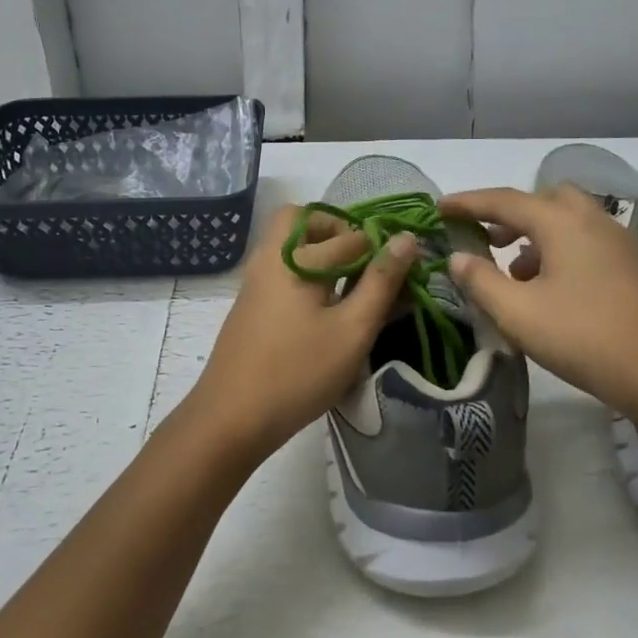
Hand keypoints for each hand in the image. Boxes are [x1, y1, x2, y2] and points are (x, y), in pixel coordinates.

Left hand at [188, 204, 416, 461]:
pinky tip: (322, 310)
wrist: (231, 418)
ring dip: (320, 251)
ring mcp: (254, 280)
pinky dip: (304, 271)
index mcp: (296, 256)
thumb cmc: (299, 373)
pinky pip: (280, 267)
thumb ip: (381, 282)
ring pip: (288, 243)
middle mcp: (270, 257)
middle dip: (338, 231)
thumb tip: (406, 238)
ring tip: (349, 290)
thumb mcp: (353, 330)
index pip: (352, 236)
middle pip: (303, 219)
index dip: (382, 252)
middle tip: (364, 264)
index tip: (404, 278)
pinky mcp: (250, 304)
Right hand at [440, 184, 637, 424]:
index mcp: (562, 222)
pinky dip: (558, 253)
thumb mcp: (519, 313)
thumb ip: (481, 281)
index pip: (505, 200)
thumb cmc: (585, 337)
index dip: (468, 202)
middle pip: (545, 201)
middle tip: (485, 237)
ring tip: (511, 271)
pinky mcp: (632, 270)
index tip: (440, 208)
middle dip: (510, 214)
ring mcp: (618, 245)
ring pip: (568, 223)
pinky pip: (585, 244)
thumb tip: (458, 257)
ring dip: (535, 236)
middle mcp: (593, 222)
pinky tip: (548, 291)